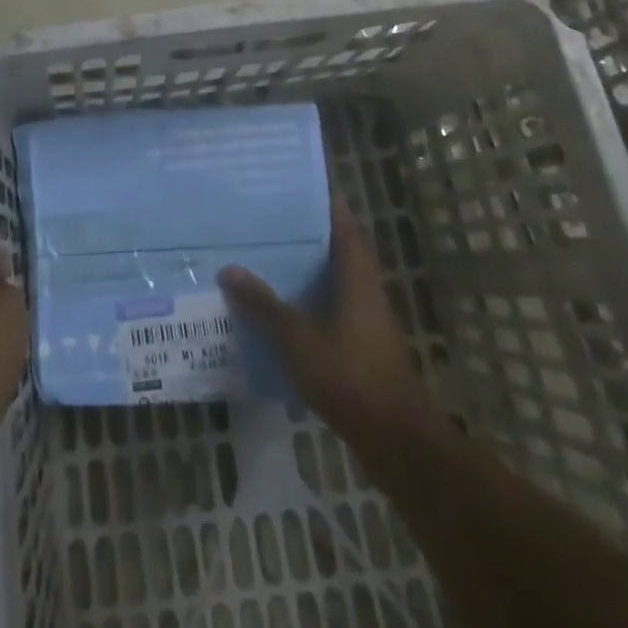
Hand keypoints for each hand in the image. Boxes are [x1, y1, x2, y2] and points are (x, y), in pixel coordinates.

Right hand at [219, 201, 440, 443]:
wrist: (398, 442)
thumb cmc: (350, 376)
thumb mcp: (297, 338)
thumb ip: (263, 304)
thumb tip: (229, 268)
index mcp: (357, 277)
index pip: (343, 225)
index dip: (324, 203)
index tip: (296, 185)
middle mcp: (366, 291)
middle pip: (338, 251)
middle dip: (308, 234)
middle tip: (269, 218)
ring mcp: (368, 322)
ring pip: (335, 282)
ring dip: (308, 270)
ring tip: (266, 257)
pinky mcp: (363, 349)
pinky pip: (332, 311)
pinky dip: (309, 303)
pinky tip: (280, 310)